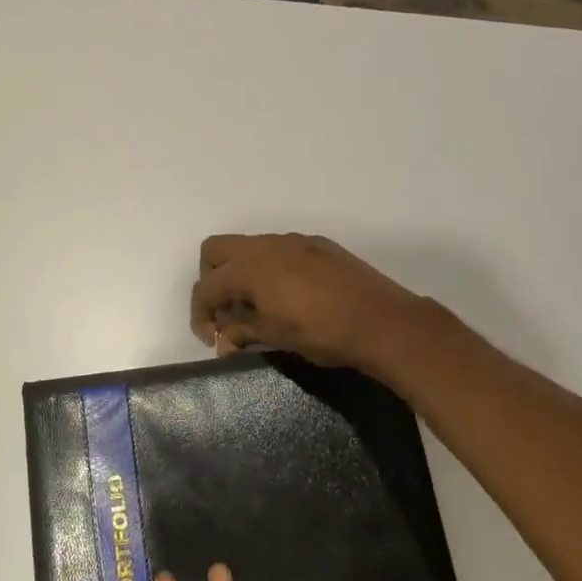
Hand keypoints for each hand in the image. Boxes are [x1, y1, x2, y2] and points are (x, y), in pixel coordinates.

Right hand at [191, 234, 428, 368]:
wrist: (381, 321)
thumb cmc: (322, 333)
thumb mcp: (275, 336)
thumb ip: (242, 331)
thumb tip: (224, 339)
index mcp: (249, 269)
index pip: (206, 288)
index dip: (200, 315)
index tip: (212, 339)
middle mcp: (265, 246)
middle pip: (215, 251)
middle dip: (211, 280)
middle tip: (226, 310)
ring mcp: (292, 241)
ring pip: (249, 247)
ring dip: (241, 272)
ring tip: (257, 306)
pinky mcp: (316, 244)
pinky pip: (278, 249)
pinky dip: (269, 268)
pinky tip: (288, 295)